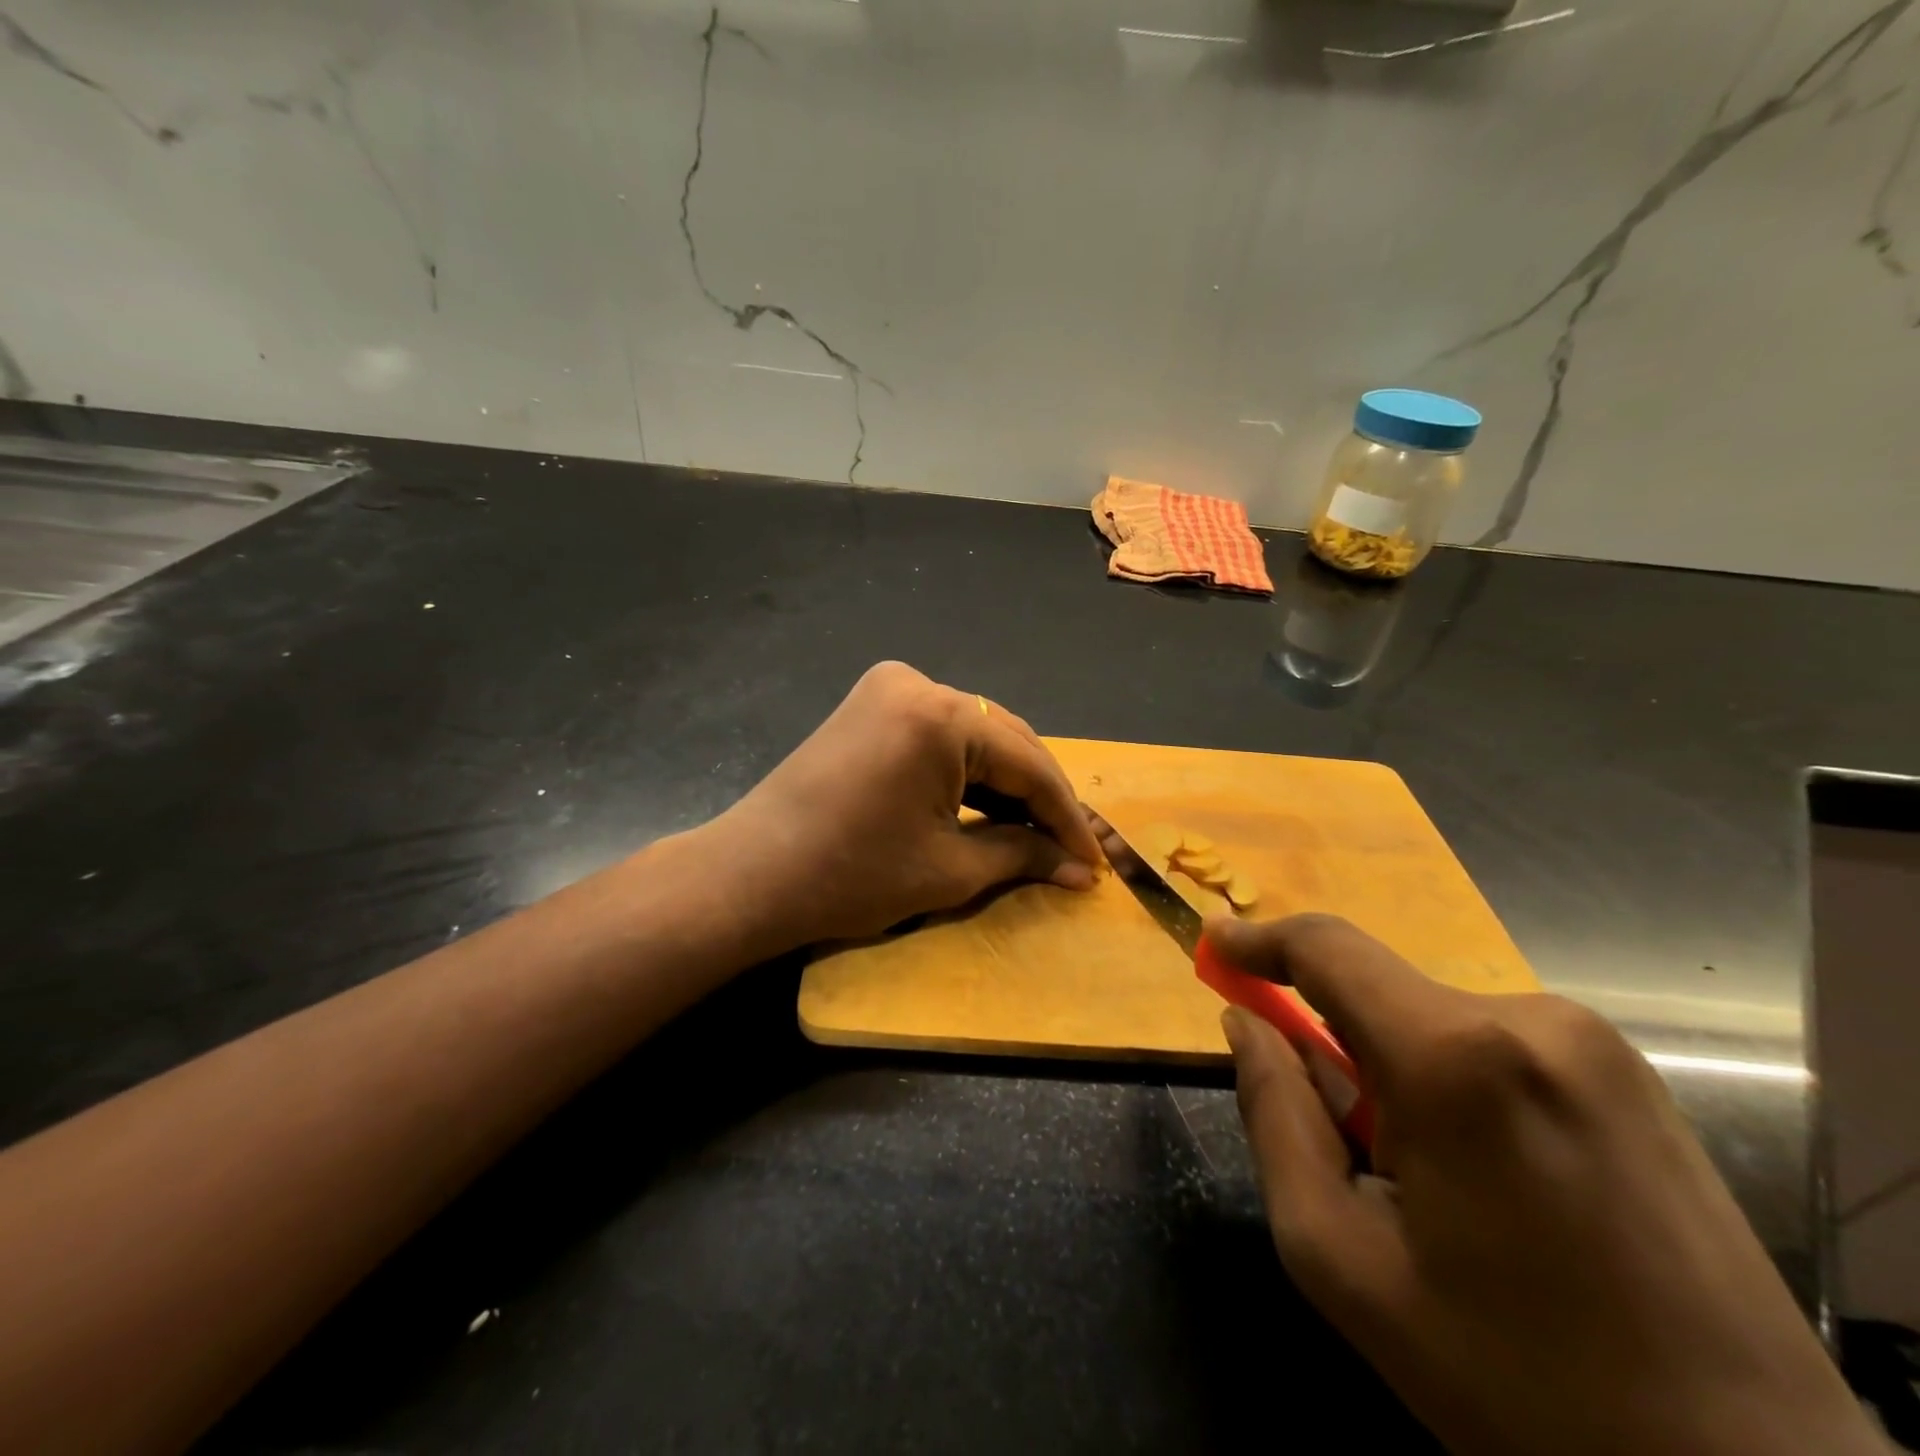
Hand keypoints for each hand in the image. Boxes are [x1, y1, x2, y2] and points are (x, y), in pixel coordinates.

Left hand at [710, 662, 1104, 947]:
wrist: (751, 875)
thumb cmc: (851, 877)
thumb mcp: (949, 870)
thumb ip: (1022, 856)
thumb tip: (1078, 869)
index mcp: (941, 715)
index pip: (1028, 762)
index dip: (1065, 816)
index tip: (1092, 862)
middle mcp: (918, 683)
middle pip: (1004, 739)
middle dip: (1039, 796)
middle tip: (1068, 849)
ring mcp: (888, 688)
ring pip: (974, 734)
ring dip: (1006, 781)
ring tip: (1036, 832)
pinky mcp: (869, 704)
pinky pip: (939, 733)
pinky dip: (966, 769)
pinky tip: (988, 805)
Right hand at [1208, 914, 1883, 1455]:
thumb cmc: (1516, 1382)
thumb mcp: (1343, 1258)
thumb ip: (1274, 1116)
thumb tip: (1247, 1024)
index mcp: (1455, 1059)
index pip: (1328, 950)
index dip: (1261, 939)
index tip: (1217, 945)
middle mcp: (1530, 1020)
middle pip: (1379, 995)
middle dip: (1338, 1047)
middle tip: (1350, 1150)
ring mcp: (1593, 1043)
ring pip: (1435, 1022)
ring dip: (1400, 1074)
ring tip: (1438, 1191)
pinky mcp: (1631, 1072)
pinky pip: (1495, 1044)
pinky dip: (1457, 1083)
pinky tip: (1499, 1184)